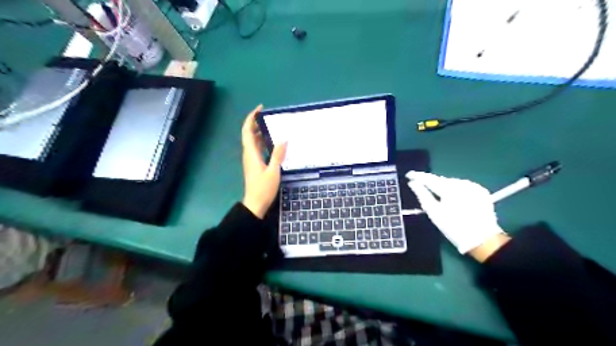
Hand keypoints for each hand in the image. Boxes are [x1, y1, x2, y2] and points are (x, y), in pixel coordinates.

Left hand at [242, 106, 287, 218]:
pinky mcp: (254, 165)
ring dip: (260, 132)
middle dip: (256, 123)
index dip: (251, 118)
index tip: (260, 109)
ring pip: (253, 141)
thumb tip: (283, 138)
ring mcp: (251, 160)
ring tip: (273, 126)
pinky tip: (273, 143)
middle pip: (249, 134)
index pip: (247, 131)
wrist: (255, 204)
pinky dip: (263, 142)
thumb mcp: (273, 171)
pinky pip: (257, 148)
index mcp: (251, 153)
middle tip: (269, 116)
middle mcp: (249, 154)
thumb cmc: (263, 188)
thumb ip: (278, 155)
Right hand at [408, 171, 507, 256]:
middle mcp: (462, 183)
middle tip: (422, 187)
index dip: (418, 176)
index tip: (409, 174)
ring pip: (452, 183)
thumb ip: (422, 195)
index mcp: (449, 189)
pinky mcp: (481, 191)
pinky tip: (454, 199)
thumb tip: (413, 183)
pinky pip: (463, 186)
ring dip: (444, 187)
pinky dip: (456, 190)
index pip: (430, 178)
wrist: (482, 239)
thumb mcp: (434, 213)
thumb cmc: (454, 227)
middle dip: (432, 183)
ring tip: (439, 196)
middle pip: (442, 180)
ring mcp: (473, 186)